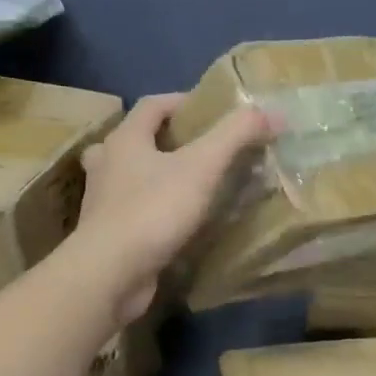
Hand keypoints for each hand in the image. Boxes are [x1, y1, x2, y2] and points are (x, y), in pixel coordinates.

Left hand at [71, 94, 272, 321]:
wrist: (110, 274)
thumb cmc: (153, 210)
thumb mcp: (202, 166)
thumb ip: (236, 135)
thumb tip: (272, 112)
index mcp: (124, 139)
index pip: (152, 105)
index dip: (183, 101)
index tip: (213, 111)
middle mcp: (107, 164)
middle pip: (137, 139)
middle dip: (168, 139)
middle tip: (203, 148)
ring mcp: (103, 201)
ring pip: (131, 176)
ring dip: (157, 174)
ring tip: (191, 183)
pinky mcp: (108, 233)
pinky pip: (133, 210)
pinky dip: (154, 208)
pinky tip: (177, 220)